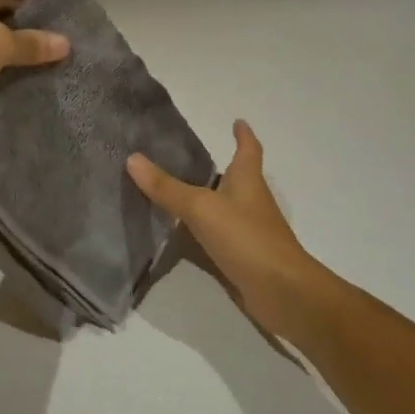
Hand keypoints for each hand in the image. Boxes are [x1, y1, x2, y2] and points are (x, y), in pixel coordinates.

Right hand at [128, 121, 326, 340]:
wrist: (282, 292)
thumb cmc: (246, 238)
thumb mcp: (201, 208)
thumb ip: (167, 187)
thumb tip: (132, 158)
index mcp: (248, 180)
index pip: (248, 149)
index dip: (243, 135)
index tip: (237, 121)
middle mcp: (251, 201)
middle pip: (236, 177)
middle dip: (217, 167)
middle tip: (184, 158)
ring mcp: (249, 231)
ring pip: (224, 207)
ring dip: (206, 199)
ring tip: (173, 191)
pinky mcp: (243, 257)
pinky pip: (218, 236)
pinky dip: (202, 231)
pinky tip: (180, 234)